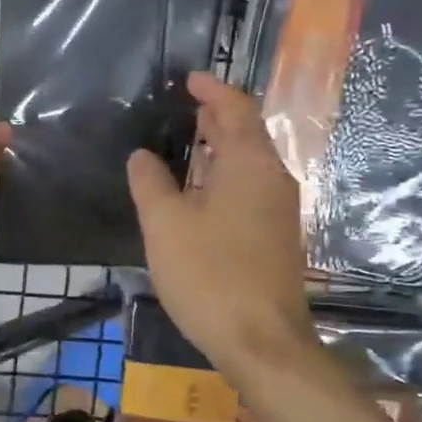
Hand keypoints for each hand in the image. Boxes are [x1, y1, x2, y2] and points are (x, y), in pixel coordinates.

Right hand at [127, 72, 310, 371]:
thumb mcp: (165, 224)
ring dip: (221, 149)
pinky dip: (226, 176)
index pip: (236, 110)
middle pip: (247, 135)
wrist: (262, 342)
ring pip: (250, 164)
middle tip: (185, 109)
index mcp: (250, 165)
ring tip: (189, 144)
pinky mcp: (276, 238)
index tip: (189, 79)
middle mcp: (273, 180)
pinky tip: (200, 193)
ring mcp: (279, 211)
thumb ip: (150, 183)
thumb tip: (142, 156)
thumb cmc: (209, 274)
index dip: (213, 91)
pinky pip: (251, 189)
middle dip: (217, 118)